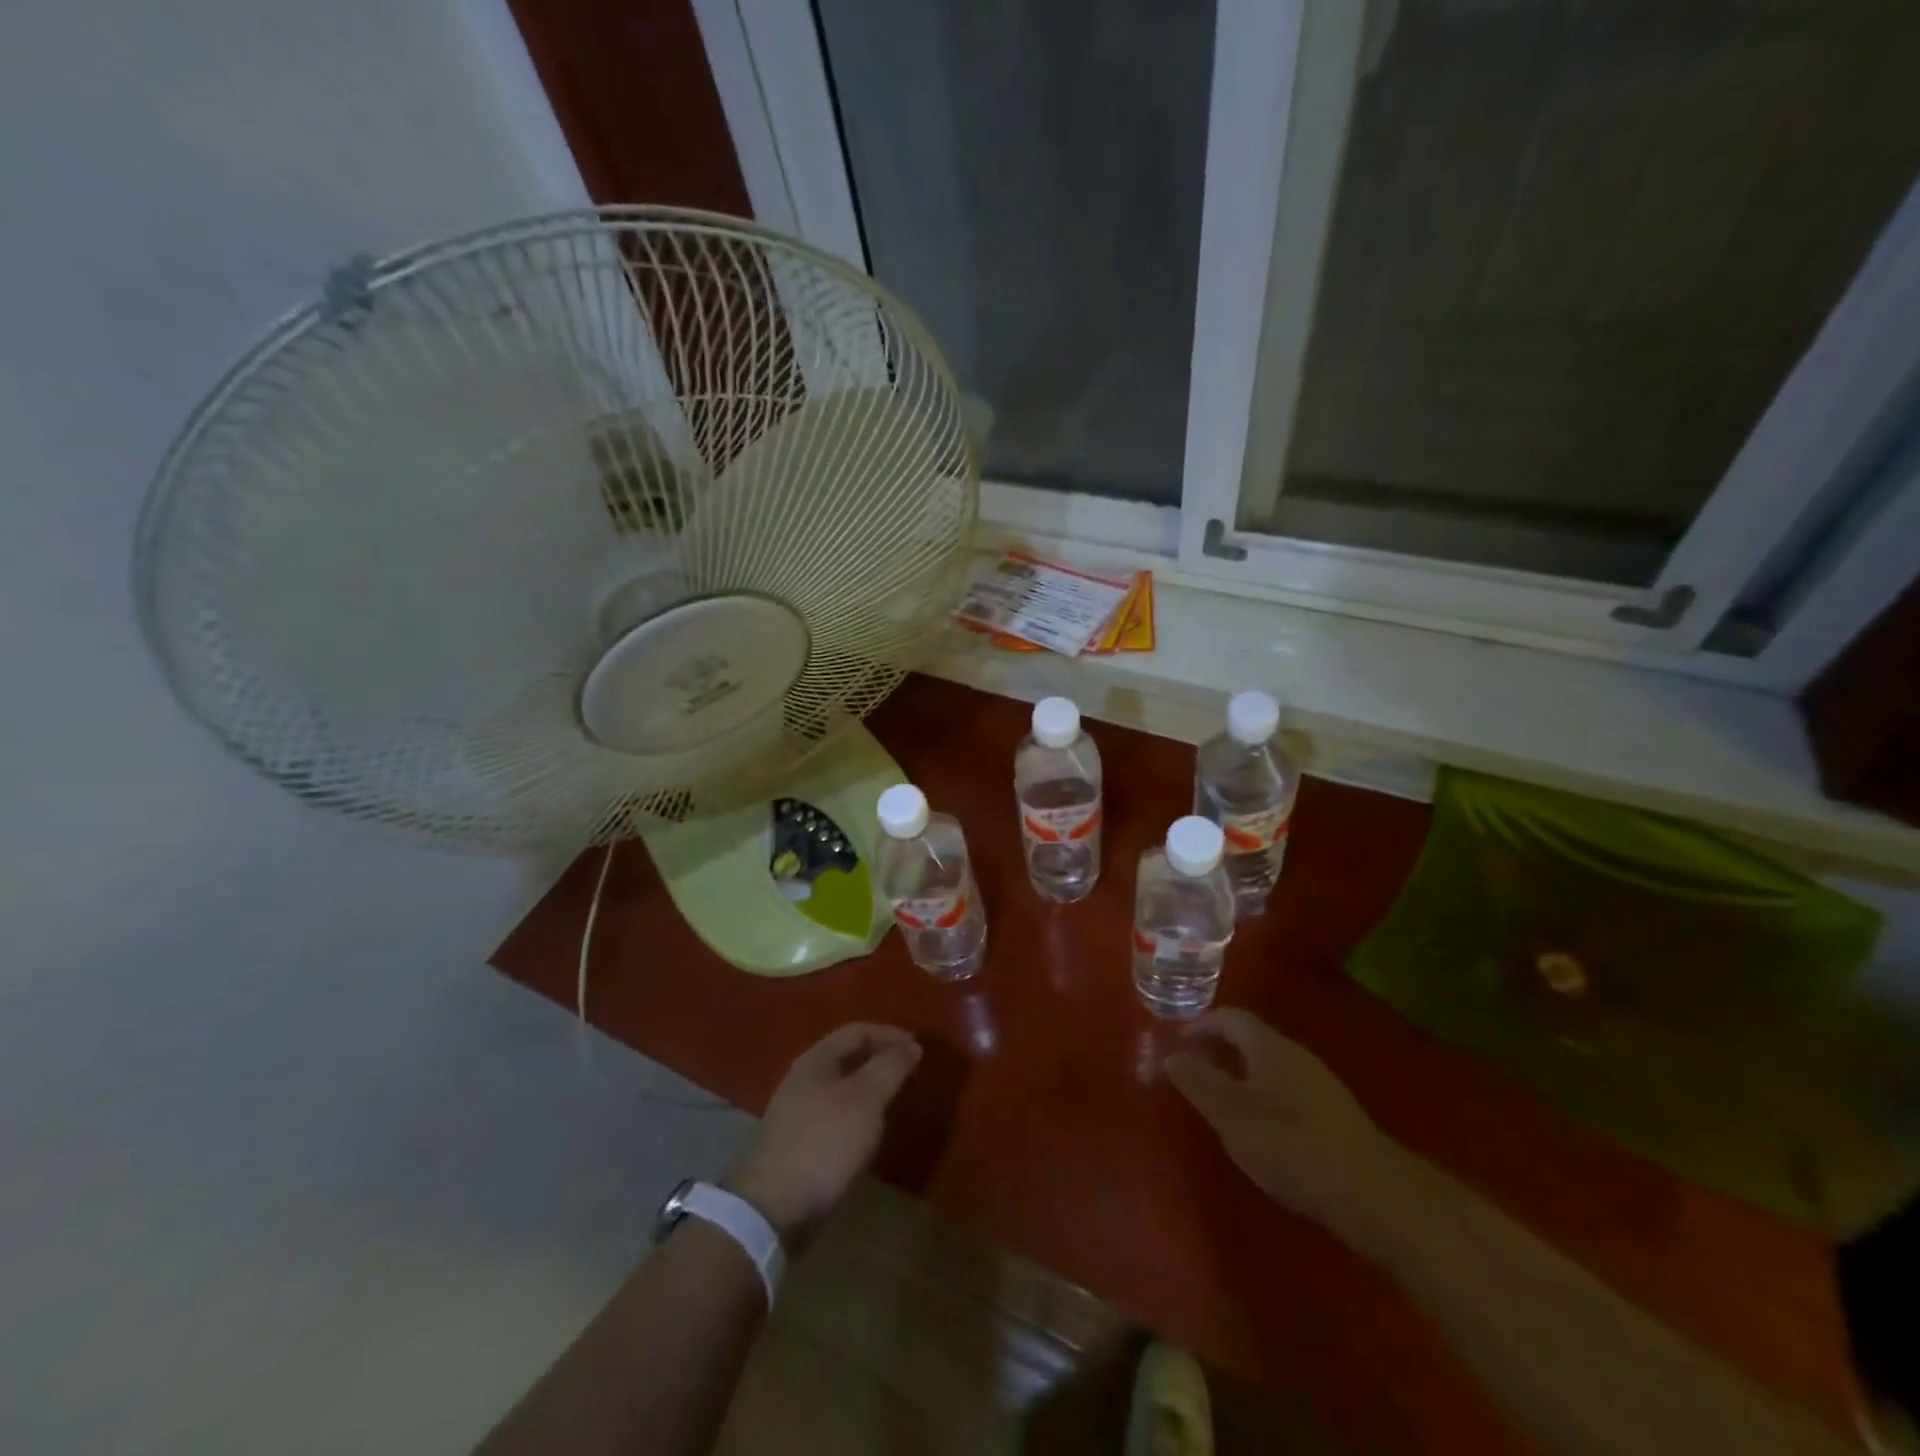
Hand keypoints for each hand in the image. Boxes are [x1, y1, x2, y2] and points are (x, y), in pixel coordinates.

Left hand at [722, 1023, 921, 1249]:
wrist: (770, 1210)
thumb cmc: (823, 1143)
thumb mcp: (865, 1099)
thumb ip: (889, 1067)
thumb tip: (911, 1046)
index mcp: (816, 1060)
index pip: (857, 1031)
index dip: (890, 1035)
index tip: (919, 1051)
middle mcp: (802, 1080)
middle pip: (847, 1058)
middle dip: (880, 1060)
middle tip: (910, 1074)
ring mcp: (795, 1114)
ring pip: (841, 1089)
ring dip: (869, 1090)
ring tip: (895, 1102)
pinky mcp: (796, 1146)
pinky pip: (834, 1117)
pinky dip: (857, 1116)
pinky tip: (868, 1134)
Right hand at [1165, 1009, 1408, 1238]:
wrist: (1373, 1193)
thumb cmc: (1291, 1145)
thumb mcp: (1231, 1114)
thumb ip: (1198, 1081)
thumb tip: (1172, 1055)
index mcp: (1269, 1046)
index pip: (1231, 1017)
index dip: (1202, 1025)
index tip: (1179, 1045)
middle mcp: (1296, 1055)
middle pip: (1252, 1038)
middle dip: (1220, 1049)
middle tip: (1195, 1072)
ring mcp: (1320, 1083)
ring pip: (1270, 1065)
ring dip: (1241, 1073)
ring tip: (1221, 1102)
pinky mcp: (1334, 1113)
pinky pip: (1287, 1088)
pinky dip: (1264, 1095)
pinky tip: (1261, 1129)